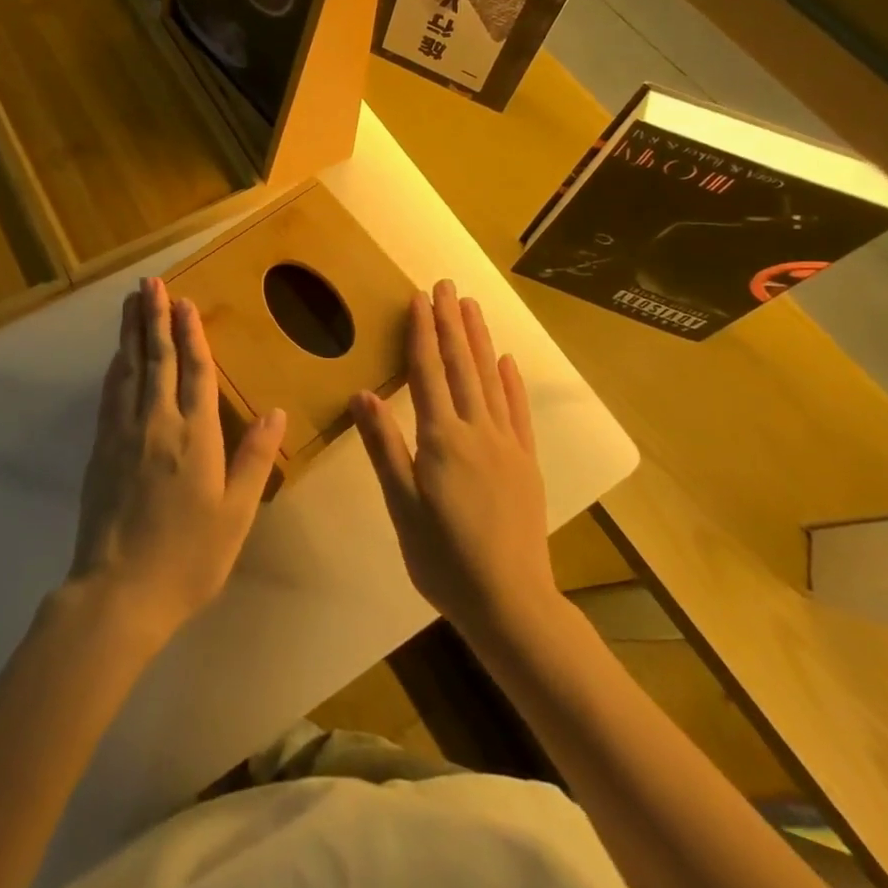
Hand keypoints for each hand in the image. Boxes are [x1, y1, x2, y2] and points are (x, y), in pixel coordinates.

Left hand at [68, 277, 286, 647]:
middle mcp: (157, 422)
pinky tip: (116, 357)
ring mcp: (124, 433)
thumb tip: (277, 410)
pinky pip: (110, 395)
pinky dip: (115, 368)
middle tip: (150, 283)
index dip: (190, 333)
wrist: (119, 592)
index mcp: (195, 434)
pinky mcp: (101, 449)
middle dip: (154, 318)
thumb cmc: (188, 556)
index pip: (195, 370)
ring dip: (131, 333)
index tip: (184, 301)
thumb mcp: (236, 513)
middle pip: (157, 359)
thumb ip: (254, 458)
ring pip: (129, 369)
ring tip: (131, 302)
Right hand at [352, 280, 553, 642]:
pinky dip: (511, 381)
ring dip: (479, 339)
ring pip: (490, 379)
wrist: (511, 603)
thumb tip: (361, 395)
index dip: (422, 333)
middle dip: (451, 322)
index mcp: (442, 439)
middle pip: (461, 365)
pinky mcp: (526, 463)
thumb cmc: (444, 558)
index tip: (419, 298)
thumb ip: (383, 447)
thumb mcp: (401, 506)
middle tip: (446, 284)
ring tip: (471, 306)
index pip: (428, 372)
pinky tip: (507, 360)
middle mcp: (477, 430)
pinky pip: (517, 411)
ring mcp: (507, 445)